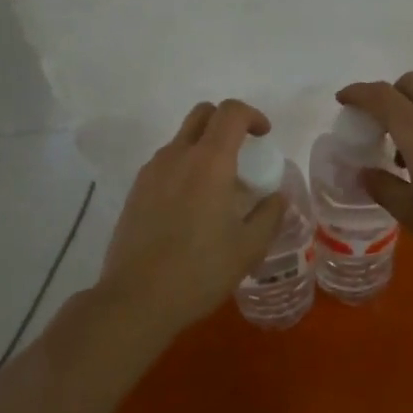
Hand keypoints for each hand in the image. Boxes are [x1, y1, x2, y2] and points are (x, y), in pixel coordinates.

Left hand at [99, 99, 286, 334]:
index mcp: (209, 162)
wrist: (136, 299)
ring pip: (182, 139)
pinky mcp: (135, 190)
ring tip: (218, 187)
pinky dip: (184, 168)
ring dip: (204, 147)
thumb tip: (277, 196)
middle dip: (226, 122)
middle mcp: (177, 156)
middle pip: (202, 114)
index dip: (252, 115)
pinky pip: (166, 163)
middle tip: (242, 152)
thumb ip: (269, 215)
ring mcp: (151, 171)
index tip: (264, 137)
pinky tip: (192, 207)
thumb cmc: (199, 271)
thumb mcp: (249, 248)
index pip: (230, 112)